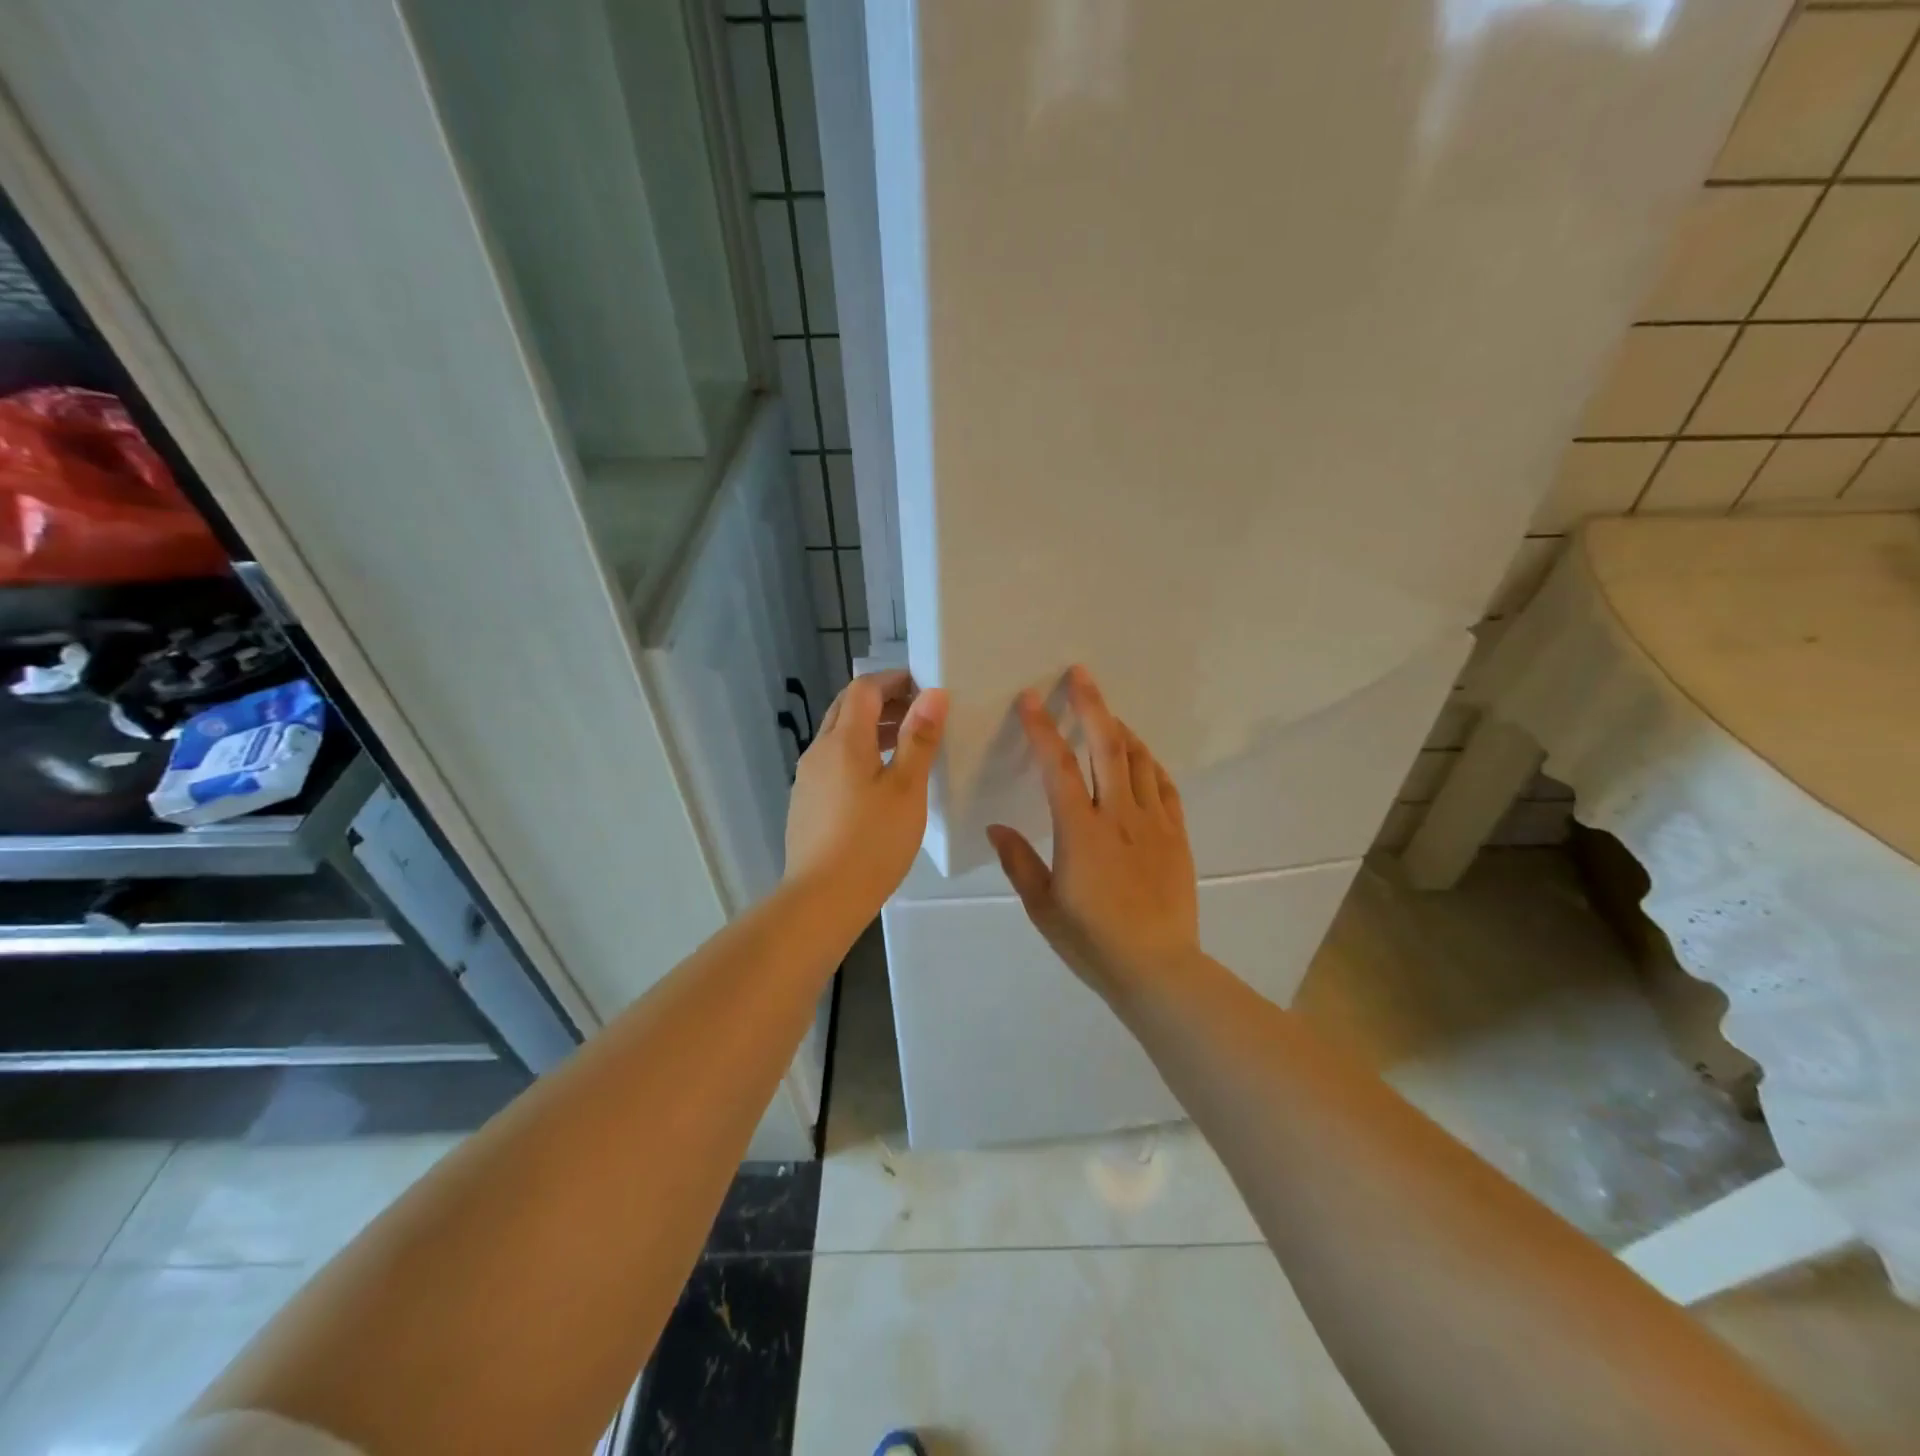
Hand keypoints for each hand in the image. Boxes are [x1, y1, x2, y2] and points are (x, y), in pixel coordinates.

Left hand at [785, 668, 947, 918]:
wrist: (822, 899)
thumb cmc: (872, 841)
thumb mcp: (907, 788)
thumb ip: (919, 738)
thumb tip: (933, 693)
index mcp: (844, 740)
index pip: (864, 689)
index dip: (893, 680)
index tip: (924, 688)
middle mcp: (819, 751)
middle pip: (847, 708)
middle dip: (882, 702)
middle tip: (919, 714)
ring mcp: (807, 778)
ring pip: (838, 737)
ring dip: (870, 729)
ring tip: (906, 746)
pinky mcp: (805, 803)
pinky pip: (832, 762)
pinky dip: (857, 755)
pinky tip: (878, 783)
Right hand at [987, 666, 1201, 1000]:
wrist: (1158, 968)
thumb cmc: (1092, 942)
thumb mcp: (1043, 908)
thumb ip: (1019, 862)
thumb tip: (997, 827)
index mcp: (1080, 831)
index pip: (1058, 766)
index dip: (1043, 728)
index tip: (1030, 699)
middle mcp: (1118, 815)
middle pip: (1107, 745)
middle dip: (1091, 704)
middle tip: (1080, 674)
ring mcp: (1153, 822)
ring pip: (1139, 759)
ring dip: (1120, 729)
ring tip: (1106, 714)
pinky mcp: (1176, 835)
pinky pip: (1165, 786)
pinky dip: (1150, 763)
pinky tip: (1140, 758)